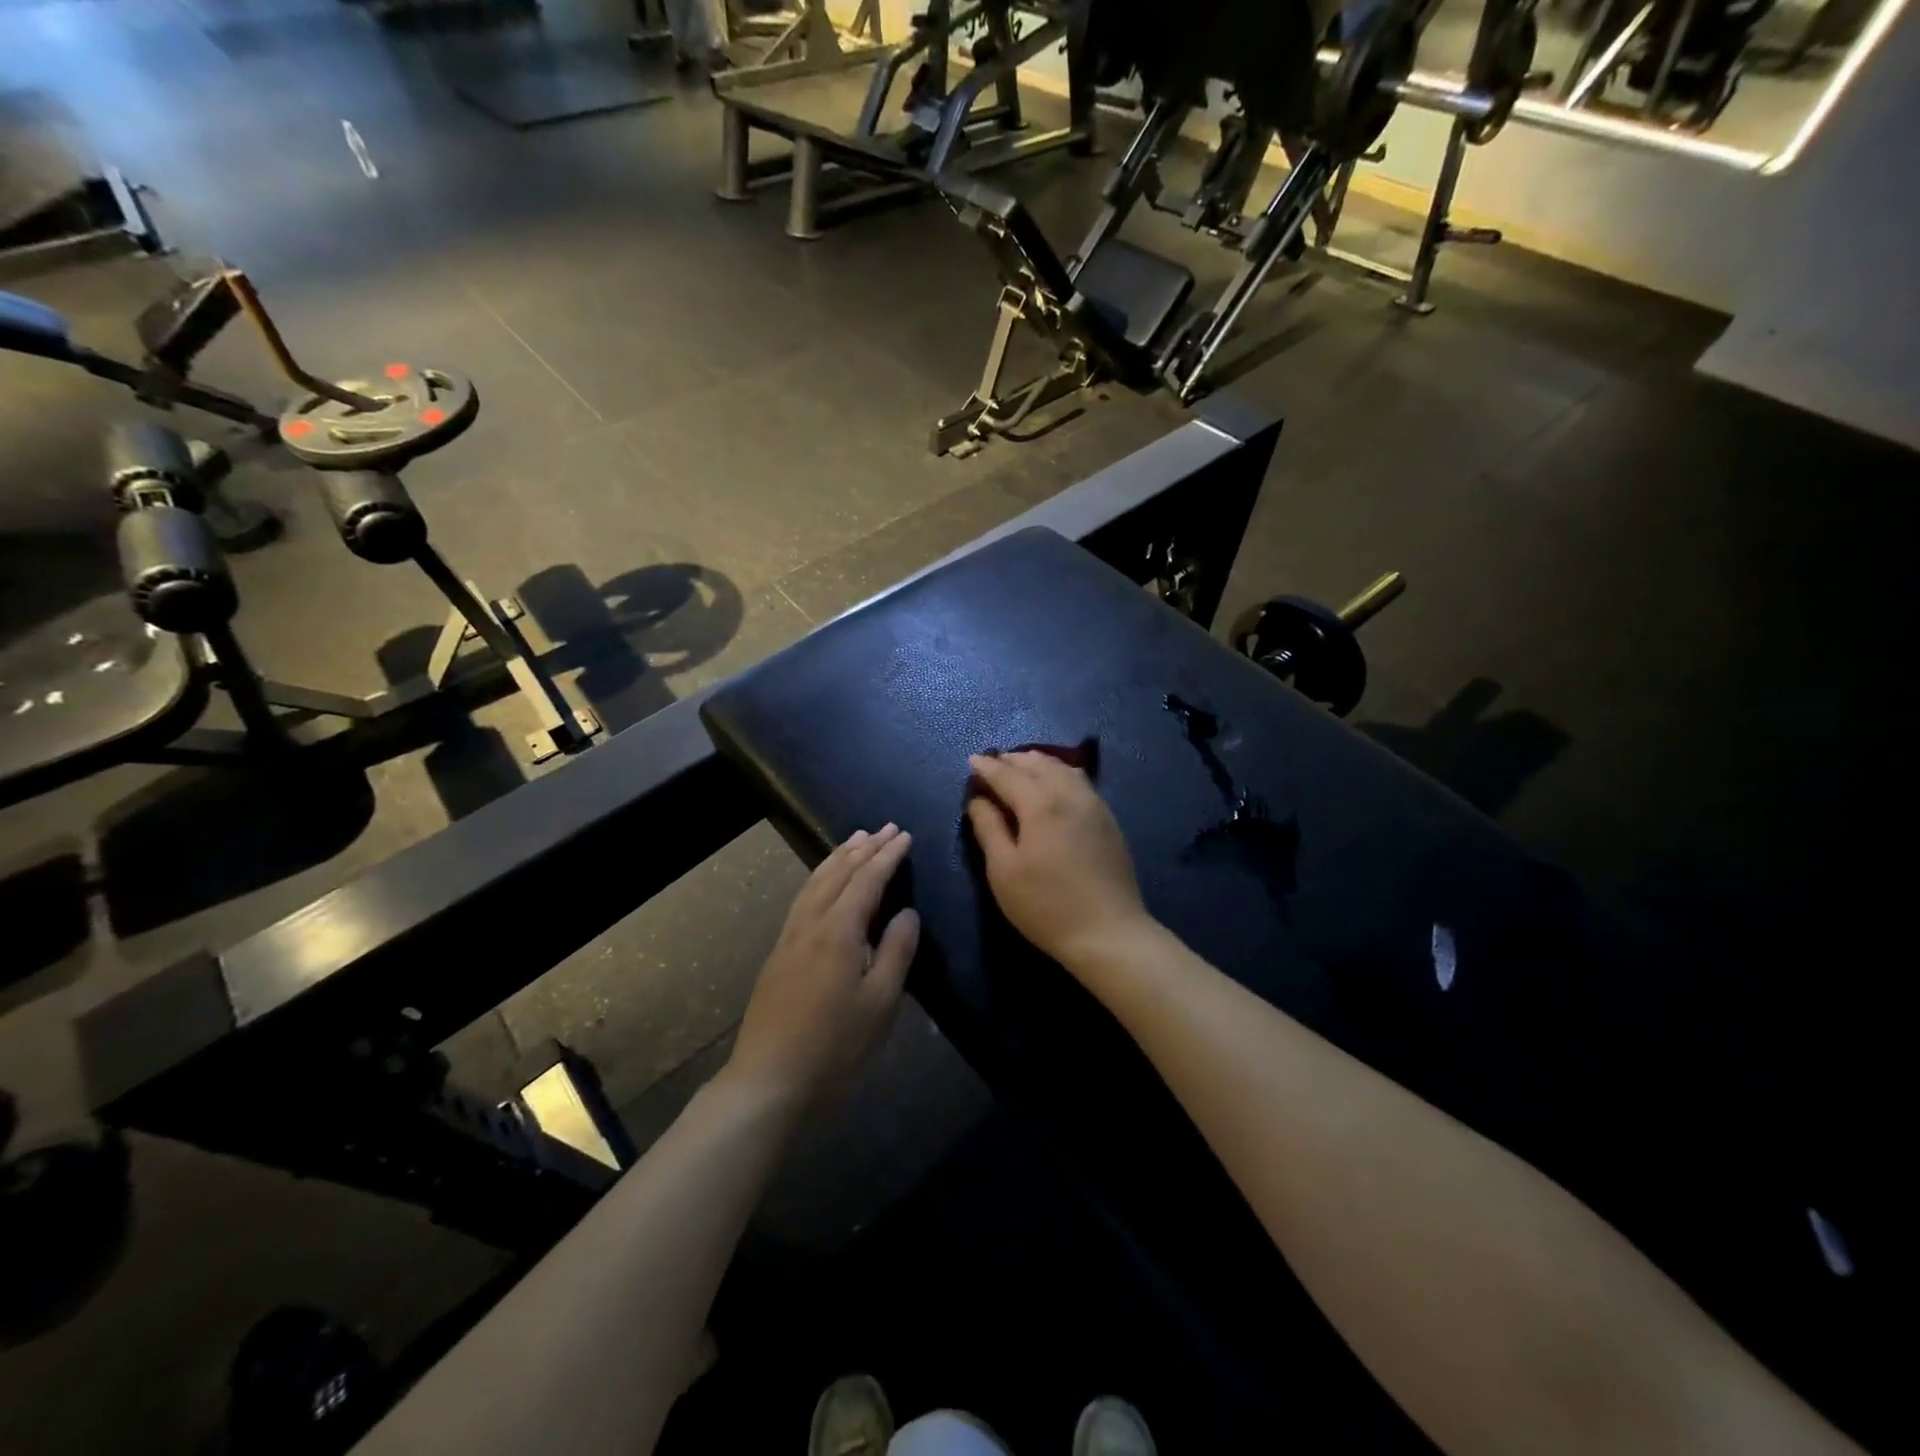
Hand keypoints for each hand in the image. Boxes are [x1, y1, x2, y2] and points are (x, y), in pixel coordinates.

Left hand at [726, 825, 919, 1109]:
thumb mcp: (880, 1002)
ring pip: (815, 882)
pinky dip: (820, 877)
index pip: (867, 880)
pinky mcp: (779, 953)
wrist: (769, 1079)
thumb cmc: (835, 1045)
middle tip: (886, 827)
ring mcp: (790, 937)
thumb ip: (896, 951)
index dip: (888, 856)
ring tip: (855, 839)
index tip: (905, 835)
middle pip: (839, 873)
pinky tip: (824, 881)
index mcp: (839, 931)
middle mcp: (811, 924)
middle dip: (864, 848)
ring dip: (838, 857)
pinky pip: (803, 898)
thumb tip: (907, 912)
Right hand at [965, 752, 1149, 966]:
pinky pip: (1079, 781)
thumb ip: (988, 828)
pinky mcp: (1108, 819)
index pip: (1007, 774)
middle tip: (992, 764)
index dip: (986, 767)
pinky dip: (1058, 773)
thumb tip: (978, 799)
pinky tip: (1052, 786)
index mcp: (1041, 803)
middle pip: (1038, 763)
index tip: (971, 761)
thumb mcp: (1003, 870)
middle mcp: (1070, 793)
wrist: (1109, 933)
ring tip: (1020, 770)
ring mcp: (1094, 804)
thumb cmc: (1046, 905)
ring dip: (1037, 763)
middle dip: (1012, 760)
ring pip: (1062, 767)